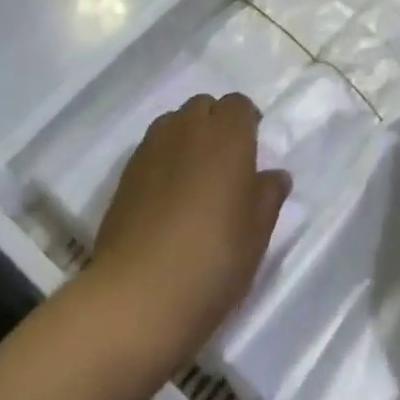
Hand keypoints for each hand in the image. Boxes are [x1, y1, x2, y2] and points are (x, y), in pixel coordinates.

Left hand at [87, 93, 290, 377]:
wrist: (140, 294)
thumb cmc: (214, 259)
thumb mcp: (257, 233)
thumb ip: (268, 196)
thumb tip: (274, 175)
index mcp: (226, 137)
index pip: (238, 105)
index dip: (247, 121)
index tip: (253, 148)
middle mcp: (186, 130)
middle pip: (203, 106)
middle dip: (216, 123)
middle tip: (226, 162)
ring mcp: (150, 149)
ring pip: (173, 122)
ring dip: (187, 136)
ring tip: (196, 176)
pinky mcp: (125, 174)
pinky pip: (151, 148)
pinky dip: (163, 158)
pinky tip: (168, 195)